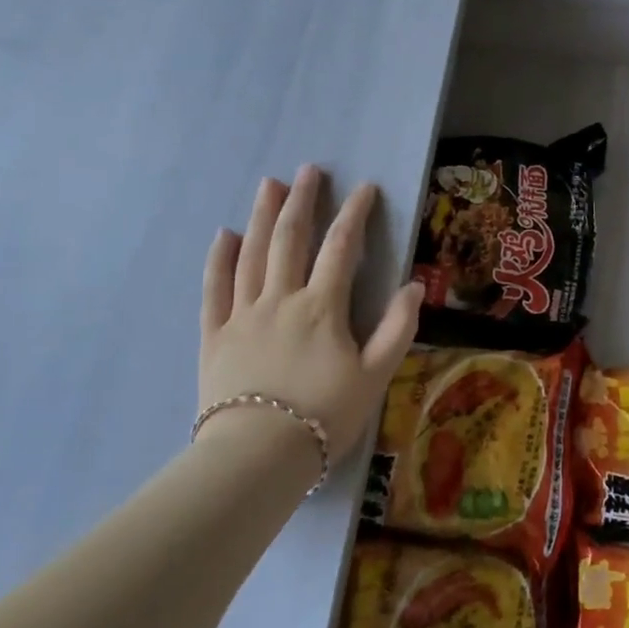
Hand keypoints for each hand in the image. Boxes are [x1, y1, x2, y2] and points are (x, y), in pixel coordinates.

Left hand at [197, 166, 423, 463]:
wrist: (257, 457)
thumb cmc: (324, 416)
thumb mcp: (376, 375)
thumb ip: (398, 328)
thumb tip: (414, 285)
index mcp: (322, 307)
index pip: (341, 247)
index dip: (354, 214)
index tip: (365, 187)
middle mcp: (281, 299)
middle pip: (291, 239)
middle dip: (302, 201)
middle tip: (309, 170)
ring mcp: (243, 315)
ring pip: (252, 255)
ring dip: (262, 216)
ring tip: (269, 185)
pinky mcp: (214, 336)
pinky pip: (214, 290)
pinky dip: (219, 260)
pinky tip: (223, 236)